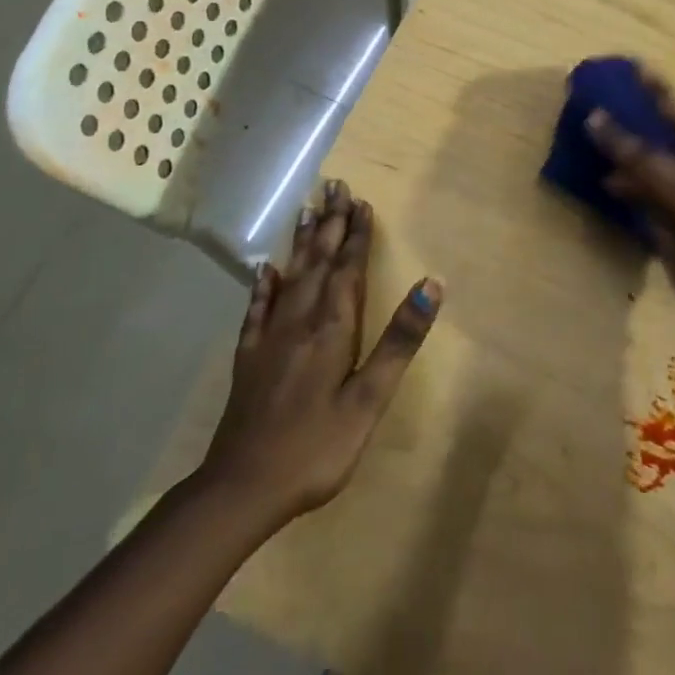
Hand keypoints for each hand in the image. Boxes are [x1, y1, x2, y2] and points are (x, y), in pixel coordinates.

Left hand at [202, 181, 441, 522]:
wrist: (242, 488)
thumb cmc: (317, 446)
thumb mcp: (369, 398)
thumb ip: (399, 340)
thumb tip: (433, 284)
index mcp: (332, 328)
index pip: (347, 269)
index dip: (356, 235)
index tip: (361, 202)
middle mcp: (299, 321)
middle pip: (318, 262)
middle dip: (329, 224)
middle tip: (333, 186)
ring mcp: (269, 338)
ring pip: (290, 277)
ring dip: (301, 242)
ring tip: (307, 210)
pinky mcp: (248, 358)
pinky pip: (257, 309)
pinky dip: (264, 286)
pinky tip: (265, 270)